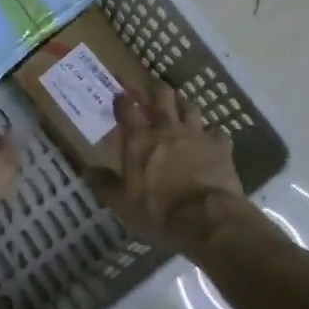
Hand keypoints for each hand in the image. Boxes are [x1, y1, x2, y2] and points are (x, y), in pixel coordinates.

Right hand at [91, 81, 248, 254]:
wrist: (206, 218)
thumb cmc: (158, 211)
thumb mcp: (123, 204)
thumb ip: (105, 184)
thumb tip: (88, 171)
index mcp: (140, 140)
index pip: (127, 108)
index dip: (122, 98)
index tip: (120, 93)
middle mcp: (167, 128)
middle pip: (162, 95)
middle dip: (156, 90)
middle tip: (154, 94)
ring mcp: (196, 134)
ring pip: (190, 106)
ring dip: (184, 106)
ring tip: (182, 110)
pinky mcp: (220, 146)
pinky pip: (217, 133)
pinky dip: (213, 136)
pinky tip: (212, 142)